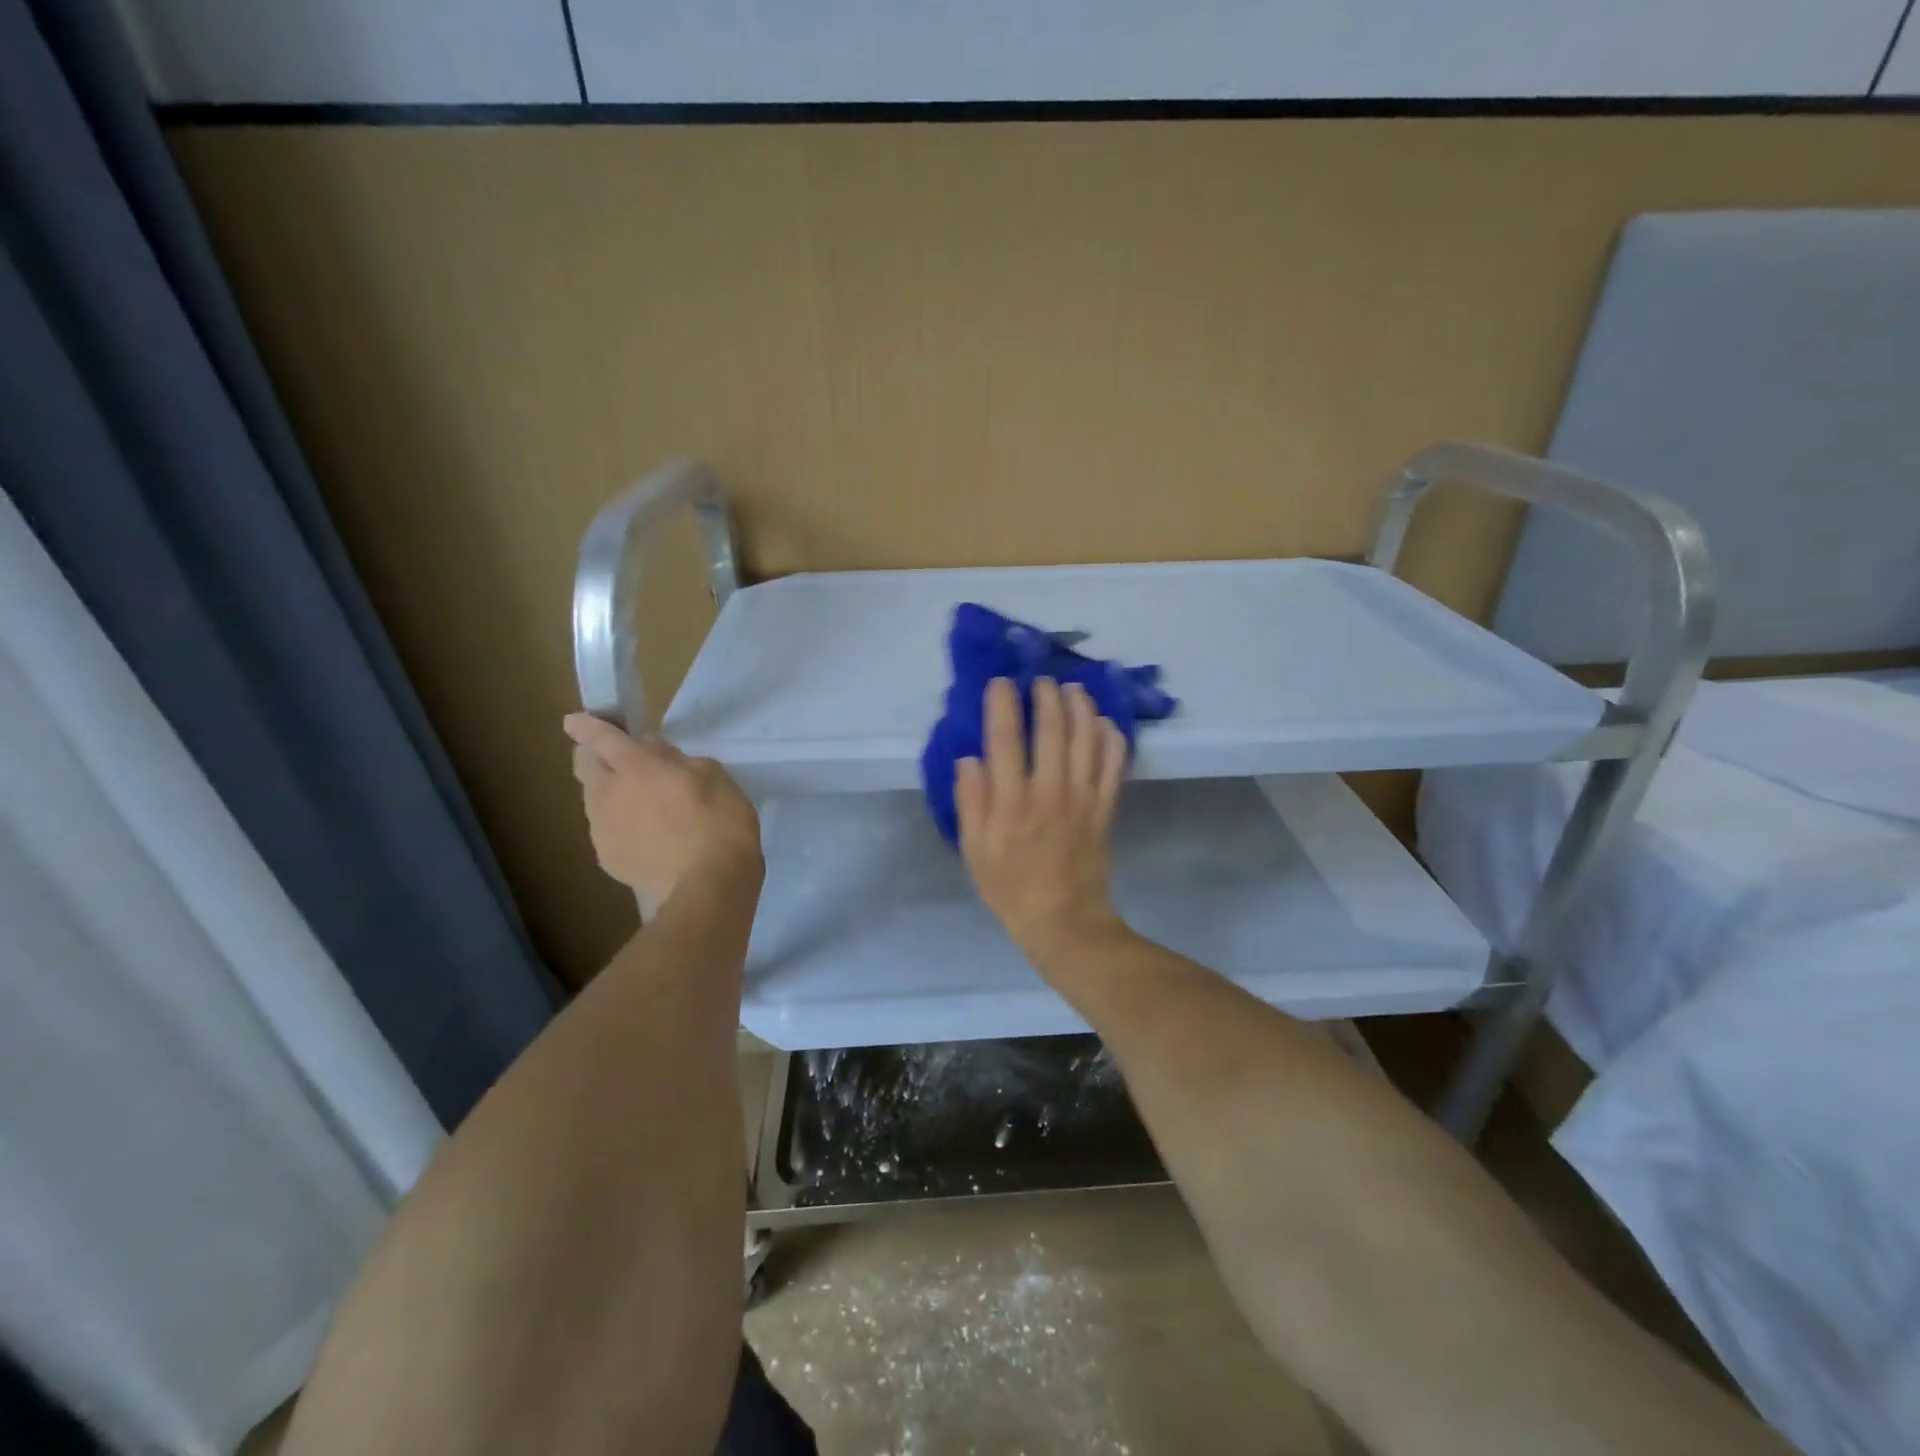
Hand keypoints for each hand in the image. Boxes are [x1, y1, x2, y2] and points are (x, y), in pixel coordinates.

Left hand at [563, 714, 761, 908]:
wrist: (709, 886)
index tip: (577, 721)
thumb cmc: (721, 822)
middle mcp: (608, 793)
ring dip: (610, 794)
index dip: (587, 725)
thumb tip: (656, 754)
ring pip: (594, 800)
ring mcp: (602, 828)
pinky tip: (647, 839)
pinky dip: (620, 827)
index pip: (600, 736)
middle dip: (594, 756)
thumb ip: (679, 760)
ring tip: (640, 807)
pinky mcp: (606, 858)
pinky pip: (607, 831)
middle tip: (619, 761)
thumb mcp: (714, 776)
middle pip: (584, 765)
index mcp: (636, 766)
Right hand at [956, 677, 1129, 961]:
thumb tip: (970, 758)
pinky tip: (1106, 723)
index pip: (1005, 740)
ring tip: (1073, 689)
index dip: (1003, 705)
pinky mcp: (1105, 808)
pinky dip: (1112, 739)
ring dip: (1081, 707)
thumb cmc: (1010, 886)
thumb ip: (971, 801)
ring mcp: (1082, 798)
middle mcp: (1049, 791)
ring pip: (1086, 739)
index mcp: (1011, 802)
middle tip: (1041, 680)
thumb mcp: (974, 849)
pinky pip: (1114, 765)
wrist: (1063, 920)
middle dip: (1047, 696)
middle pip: (1052, 729)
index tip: (1000, 682)